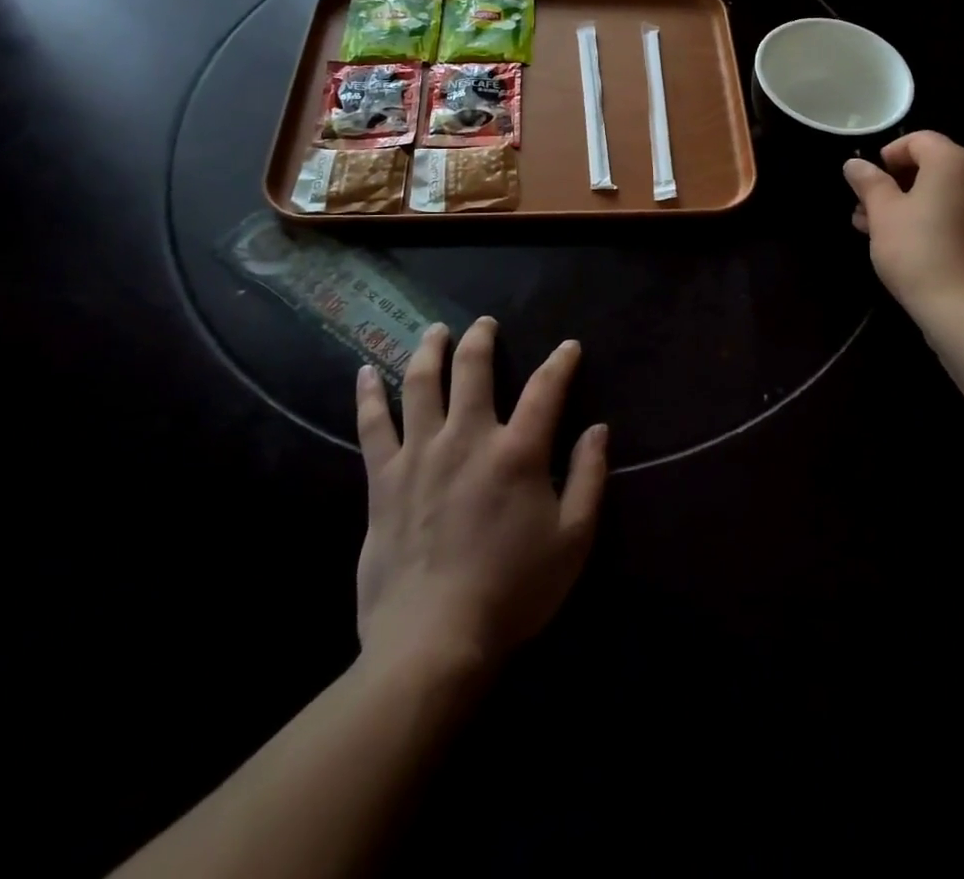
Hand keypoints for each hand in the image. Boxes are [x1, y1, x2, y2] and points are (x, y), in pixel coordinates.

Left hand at [354, 318, 606, 678]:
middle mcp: (467, 438)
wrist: (433, 641)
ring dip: (428, 350)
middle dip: (482, 340)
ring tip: (434, 331)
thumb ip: (589, 479)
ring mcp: (420, 455)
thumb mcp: (573, 540)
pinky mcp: (383, 480)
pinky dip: (368, 395)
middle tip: (485, 323)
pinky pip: (372, 426)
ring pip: (420, 384)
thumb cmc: (512, 592)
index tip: (568, 347)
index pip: (545, 389)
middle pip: (472, 370)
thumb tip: (599, 430)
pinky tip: (364, 372)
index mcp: (517, 452)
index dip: (560, 363)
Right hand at [844, 131, 963, 319]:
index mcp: (955, 162)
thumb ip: (868, 182)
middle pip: (932, 165)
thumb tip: (855, 164)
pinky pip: (959, 212)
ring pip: (943, 192)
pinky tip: (905, 242)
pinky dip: (933, 218)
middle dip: (895, 184)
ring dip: (909, 203)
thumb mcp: (882, 213)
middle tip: (864, 209)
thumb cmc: (917, 251)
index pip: (919, 140)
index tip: (867, 181)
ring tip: (875, 230)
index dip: (888, 155)